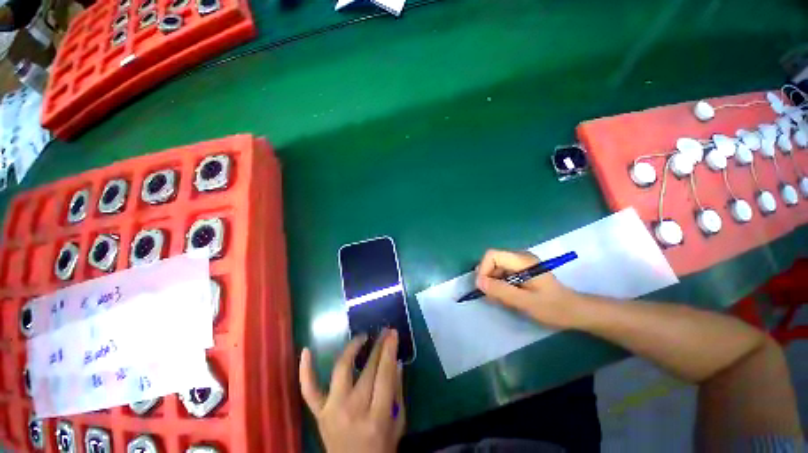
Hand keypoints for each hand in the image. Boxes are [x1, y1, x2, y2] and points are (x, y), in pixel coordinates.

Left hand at [299, 329, 404, 452]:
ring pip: (341, 370)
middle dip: (378, 347)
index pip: (384, 375)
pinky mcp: (318, 413)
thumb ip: (397, 392)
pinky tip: (306, 350)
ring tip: (362, 337)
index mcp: (376, 418)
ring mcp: (331, 411)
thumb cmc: (380, 448)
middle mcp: (352, 411)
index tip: (392, 333)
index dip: (389, 351)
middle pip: (367, 370)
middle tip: (384, 331)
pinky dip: (305, 370)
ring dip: (351, 348)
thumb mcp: (397, 424)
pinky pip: (309, 389)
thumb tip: (397, 362)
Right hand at [475, 249, 583, 328]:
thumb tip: (478, 282)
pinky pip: (501, 273)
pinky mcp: (520, 270)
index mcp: (522, 260)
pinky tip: (506, 296)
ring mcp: (520, 263)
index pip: (492, 255)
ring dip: (493, 283)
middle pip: (492, 261)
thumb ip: (501, 291)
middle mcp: (519, 257)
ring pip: (495, 267)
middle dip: (488, 278)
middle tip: (492, 296)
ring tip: (500, 298)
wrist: (575, 311)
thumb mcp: (525, 302)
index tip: (484, 288)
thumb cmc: (553, 307)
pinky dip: (499, 284)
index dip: (483, 269)